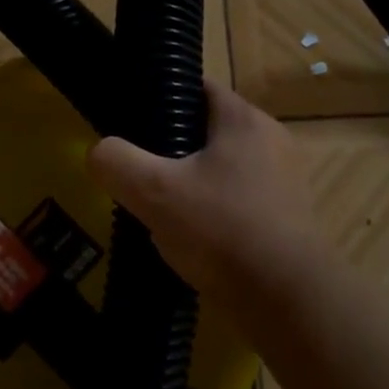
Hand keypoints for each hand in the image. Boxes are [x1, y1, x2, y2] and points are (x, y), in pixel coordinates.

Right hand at [87, 83, 325, 300]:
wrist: (289, 300)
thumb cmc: (222, 230)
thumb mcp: (153, 192)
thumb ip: (116, 162)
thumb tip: (99, 152)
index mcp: (243, 119)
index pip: (198, 88)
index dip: (163, 98)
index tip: (135, 123)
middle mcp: (271, 139)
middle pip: (209, 130)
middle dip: (174, 148)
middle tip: (142, 172)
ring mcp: (285, 179)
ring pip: (224, 168)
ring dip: (195, 183)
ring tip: (164, 209)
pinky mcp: (289, 216)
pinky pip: (241, 200)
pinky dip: (217, 211)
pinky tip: (196, 238)